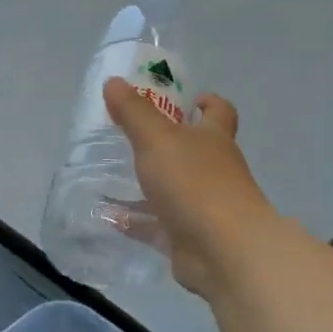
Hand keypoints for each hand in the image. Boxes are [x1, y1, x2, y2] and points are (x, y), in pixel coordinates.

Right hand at [102, 78, 279, 300]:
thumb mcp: (157, 139)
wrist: (223, 250)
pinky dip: (136, 221)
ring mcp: (204, 206)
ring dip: (148, 184)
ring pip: (173, 190)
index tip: (189, 98)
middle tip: (132, 137)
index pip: (219, 112)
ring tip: (111, 177)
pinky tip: (109, 217)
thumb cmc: (194, 183)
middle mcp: (214, 170)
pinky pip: (157, 225)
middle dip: (168, 144)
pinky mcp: (188, 237)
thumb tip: (114, 81)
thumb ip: (134, 112)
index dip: (207, 102)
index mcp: (214, 139)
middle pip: (194, 151)